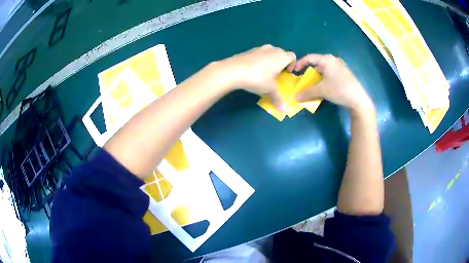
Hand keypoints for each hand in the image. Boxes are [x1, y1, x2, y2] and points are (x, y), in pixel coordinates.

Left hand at [219, 45, 295, 111]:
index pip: (292, 56)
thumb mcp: (269, 90)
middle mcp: (271, 50)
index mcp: (281, 57)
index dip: (292, 64)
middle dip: (281, 62)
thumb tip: (284, 110)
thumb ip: (278, 98)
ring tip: (265, 72)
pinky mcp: (248, 51)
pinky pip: (259, 54)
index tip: (287, 73)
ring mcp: (259, 48)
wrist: (233, 70)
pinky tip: (253, 71)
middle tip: (277, 74)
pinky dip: (260, 60)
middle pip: (281, 53)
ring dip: (270, 60)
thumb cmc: (257, 78)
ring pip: (269, 52)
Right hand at [294, 54, 373, 114]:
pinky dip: (325, 79)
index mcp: (327, 60)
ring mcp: (341, 67)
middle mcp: (334, 60)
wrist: (358, 99)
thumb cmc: (339, 90)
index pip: (309, 58)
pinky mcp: (345, 74)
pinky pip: (331, 73)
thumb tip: (295, 97)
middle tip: (306, 80)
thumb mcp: (321, 91)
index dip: (300, 63)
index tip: (295, 71)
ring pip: (325, 69)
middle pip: (317, 64)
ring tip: (315, 86)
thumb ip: (307, 92)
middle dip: (310, 72)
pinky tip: (326, 87)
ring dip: (318, 77)